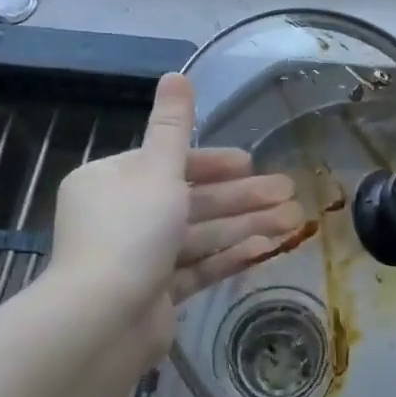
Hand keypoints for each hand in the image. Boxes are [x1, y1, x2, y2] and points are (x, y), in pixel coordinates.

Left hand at [46, 73, 302, 353]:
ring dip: (245, 225)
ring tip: (294, 220)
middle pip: (190, 200)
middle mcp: (121, 217)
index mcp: (111, 182)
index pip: (168, 163)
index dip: (214, 163)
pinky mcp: (155, 295)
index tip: (251, 163)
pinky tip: (268, 248)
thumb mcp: (157, 170)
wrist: (101, 322)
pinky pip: (197, 268)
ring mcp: (138, 259)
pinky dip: (229, 256)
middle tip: (289, 191)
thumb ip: (174, 126)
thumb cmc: (130, 232)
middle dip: (241, 197)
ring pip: (199, 234)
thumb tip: (177, 74)